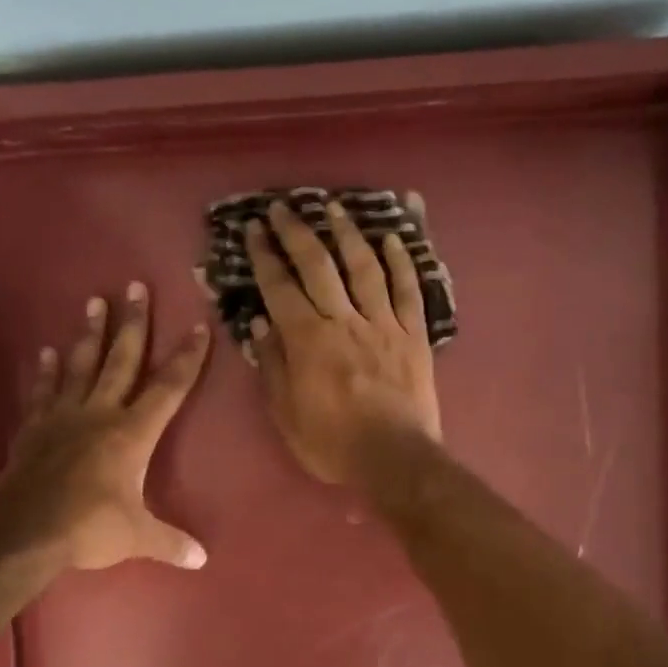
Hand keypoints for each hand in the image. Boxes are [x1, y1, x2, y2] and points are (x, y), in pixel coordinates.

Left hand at [0, 283, 210, 571]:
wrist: (23, 531)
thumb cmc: (88, 528)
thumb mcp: (138, 537)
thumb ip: (170, 543)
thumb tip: (202, 559)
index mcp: (132, 434)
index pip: (168, 389)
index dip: (187, 359)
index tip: (198, 328)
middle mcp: (99, 414)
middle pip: (122, 360)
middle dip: (134, 324)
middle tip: (136, 286)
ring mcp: (63, 417)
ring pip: (81, 365)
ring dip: (90, 334)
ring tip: (95, 301)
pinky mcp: (35, 428)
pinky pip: (44, 391)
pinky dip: (46, 371)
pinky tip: (47, 351)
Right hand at [245, 195, 441, 486]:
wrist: (394, 459)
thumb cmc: (332, 444)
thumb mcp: (286, 415)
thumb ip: (273, 367)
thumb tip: (261, 325)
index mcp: (307, 340)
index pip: (280, 287)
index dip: (264, 255)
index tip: (254, 229)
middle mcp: (343, 320)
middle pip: (318, 265)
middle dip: (297, 232)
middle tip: (283, 207)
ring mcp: (382, 323)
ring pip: (364, 267)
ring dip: (347, 233)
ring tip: (334, 207)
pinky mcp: (413, 334)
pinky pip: (408, 290)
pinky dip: (400, 262)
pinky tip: (391, 239)